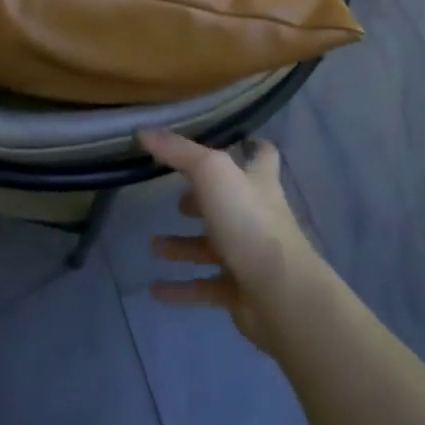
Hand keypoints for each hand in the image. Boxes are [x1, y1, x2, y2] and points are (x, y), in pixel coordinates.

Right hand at [139, 128, 326, 356]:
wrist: (280, 294)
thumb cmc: (249, 221)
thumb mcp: (211, 173)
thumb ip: (178, 151)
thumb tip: (143, 131)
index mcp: (257, 182)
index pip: (261, 155)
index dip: (248, 146)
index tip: (227, 142)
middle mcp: (256, 216)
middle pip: (227, 204)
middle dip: (199, 202)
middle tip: (173, 201)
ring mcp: (249, 255)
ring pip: (211, 248)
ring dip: (182, 246)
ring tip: (152, 245)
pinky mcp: (240, 291)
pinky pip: (204, 287)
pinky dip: (180, 289)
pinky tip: (154, 290)